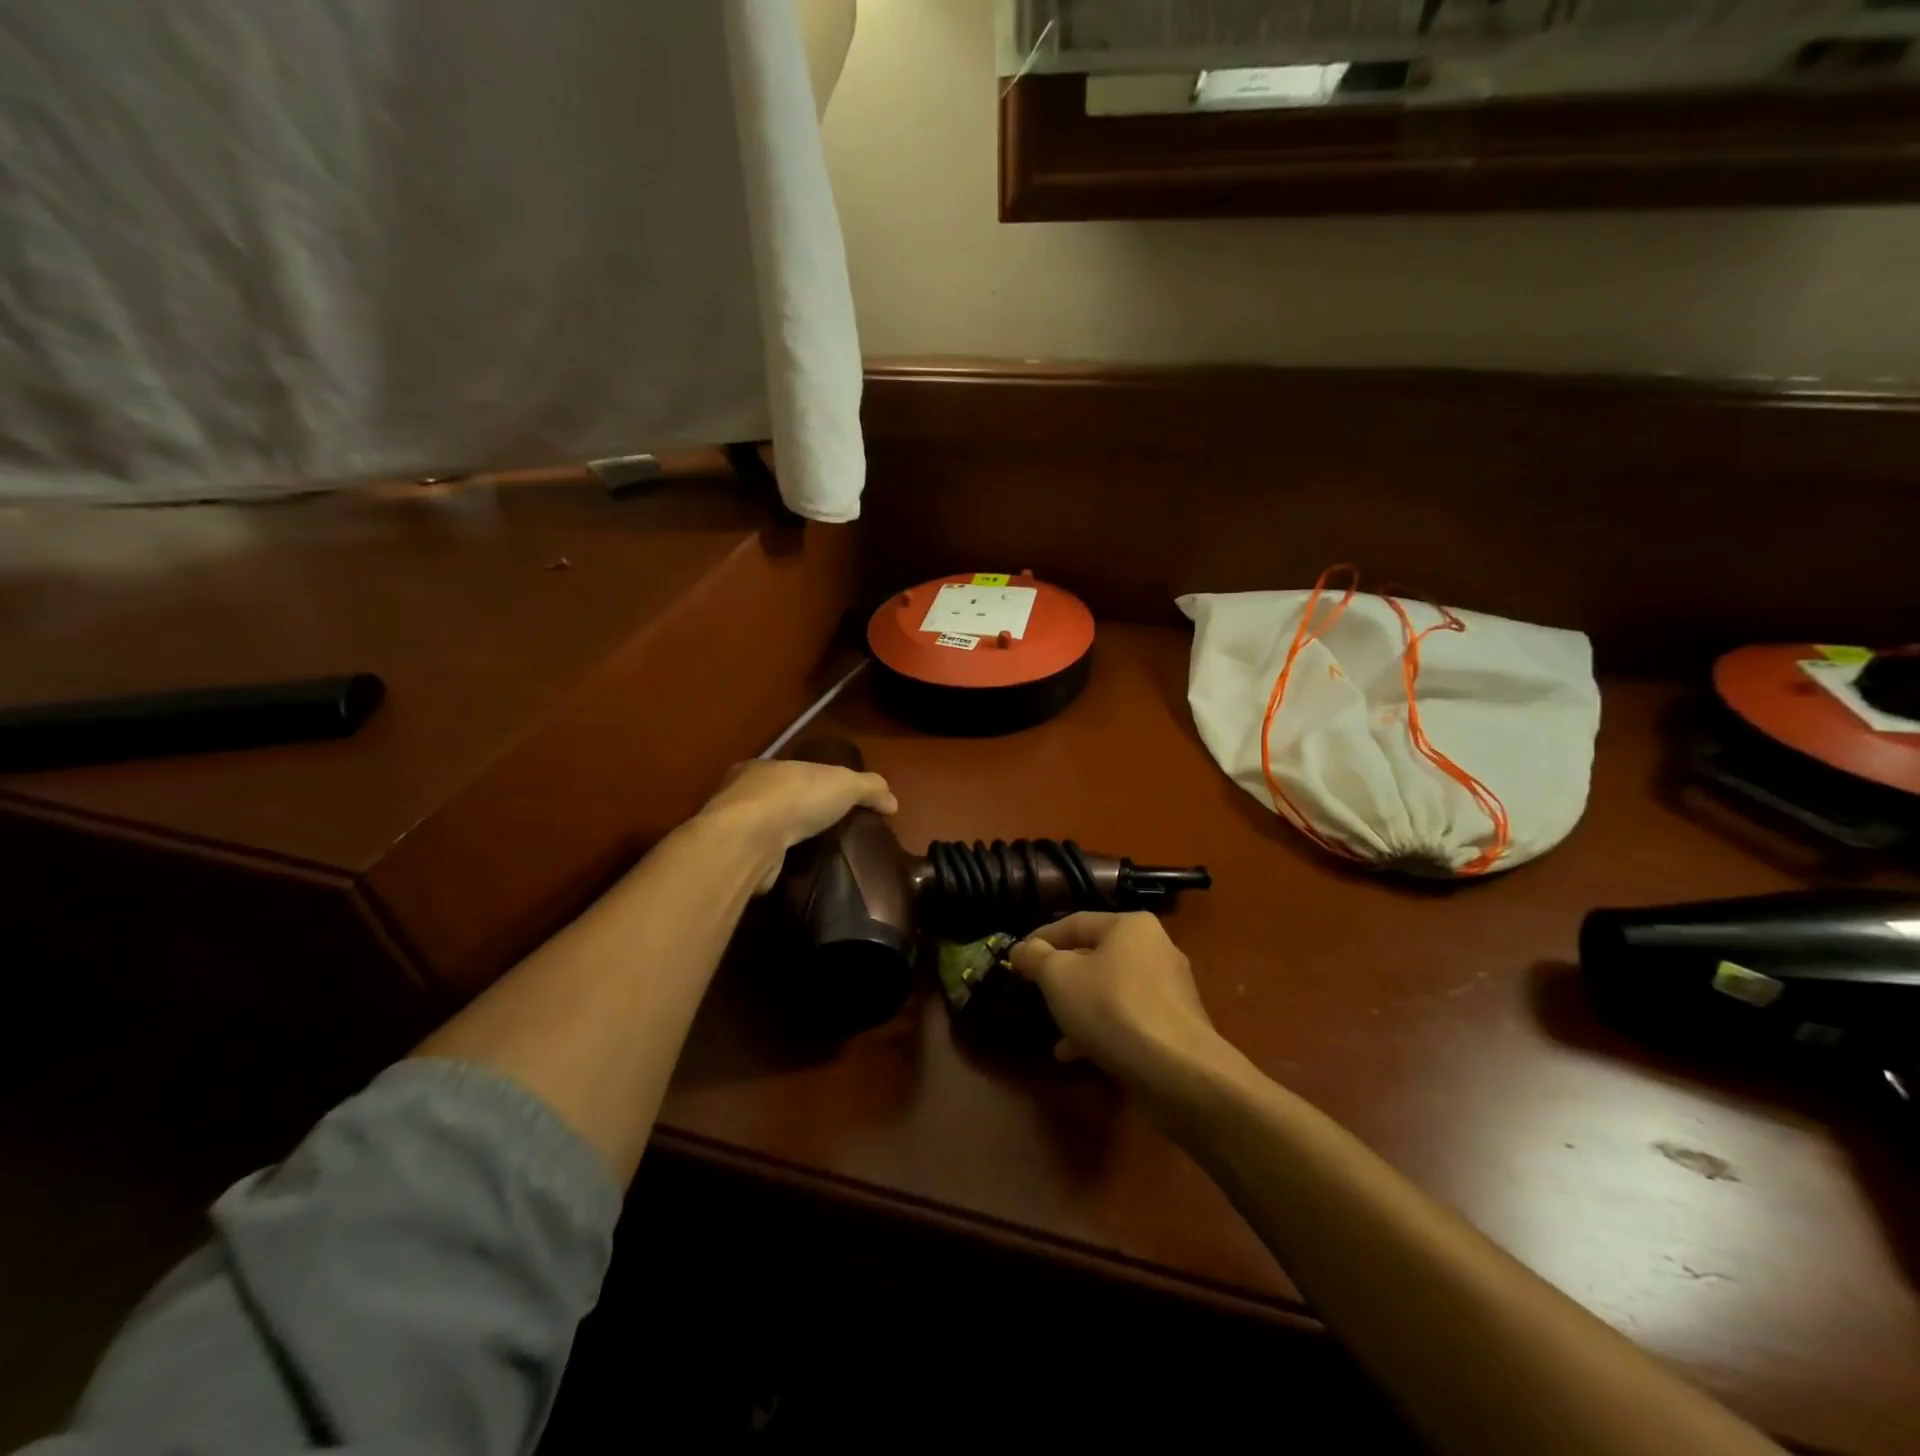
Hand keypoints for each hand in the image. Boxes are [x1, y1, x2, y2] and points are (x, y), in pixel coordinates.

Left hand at [698, 759, 897, 891]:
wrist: (748, 840)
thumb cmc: (795, 798)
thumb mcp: (844, 783)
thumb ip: (869, 788)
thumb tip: (892, 802)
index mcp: (763, 768)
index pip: (790, 772)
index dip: (812, 783)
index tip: (831, 800)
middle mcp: (741, 794)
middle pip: (775, 799)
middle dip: (796, 811)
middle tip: (825, 830)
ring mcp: (732, 829)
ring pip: (763, 830)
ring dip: (783, 839)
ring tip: (812, 854)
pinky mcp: (732, 859)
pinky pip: (758, 858)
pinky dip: (774, 862)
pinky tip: (792, 871)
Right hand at [1009, 912, 1222, 1085]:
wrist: (1178, 1071)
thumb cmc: (1112, 1008)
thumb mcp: (1059, 978)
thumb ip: (1036, 958)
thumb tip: (1021, 949)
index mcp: (1130, 926)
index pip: (1075, 923)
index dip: (1040, 939)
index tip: (1016, 958)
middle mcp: (1155, 949)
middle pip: (1095, 956)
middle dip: (1062, 978)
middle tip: (1035, 993)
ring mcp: (1169, 989)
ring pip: (1110, 991)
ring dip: (1079, 1008)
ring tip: (1054, 1030)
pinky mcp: (1175, 1026)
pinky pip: (1128, 1018)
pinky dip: (1102, 1029)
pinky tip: (1076, 1054)